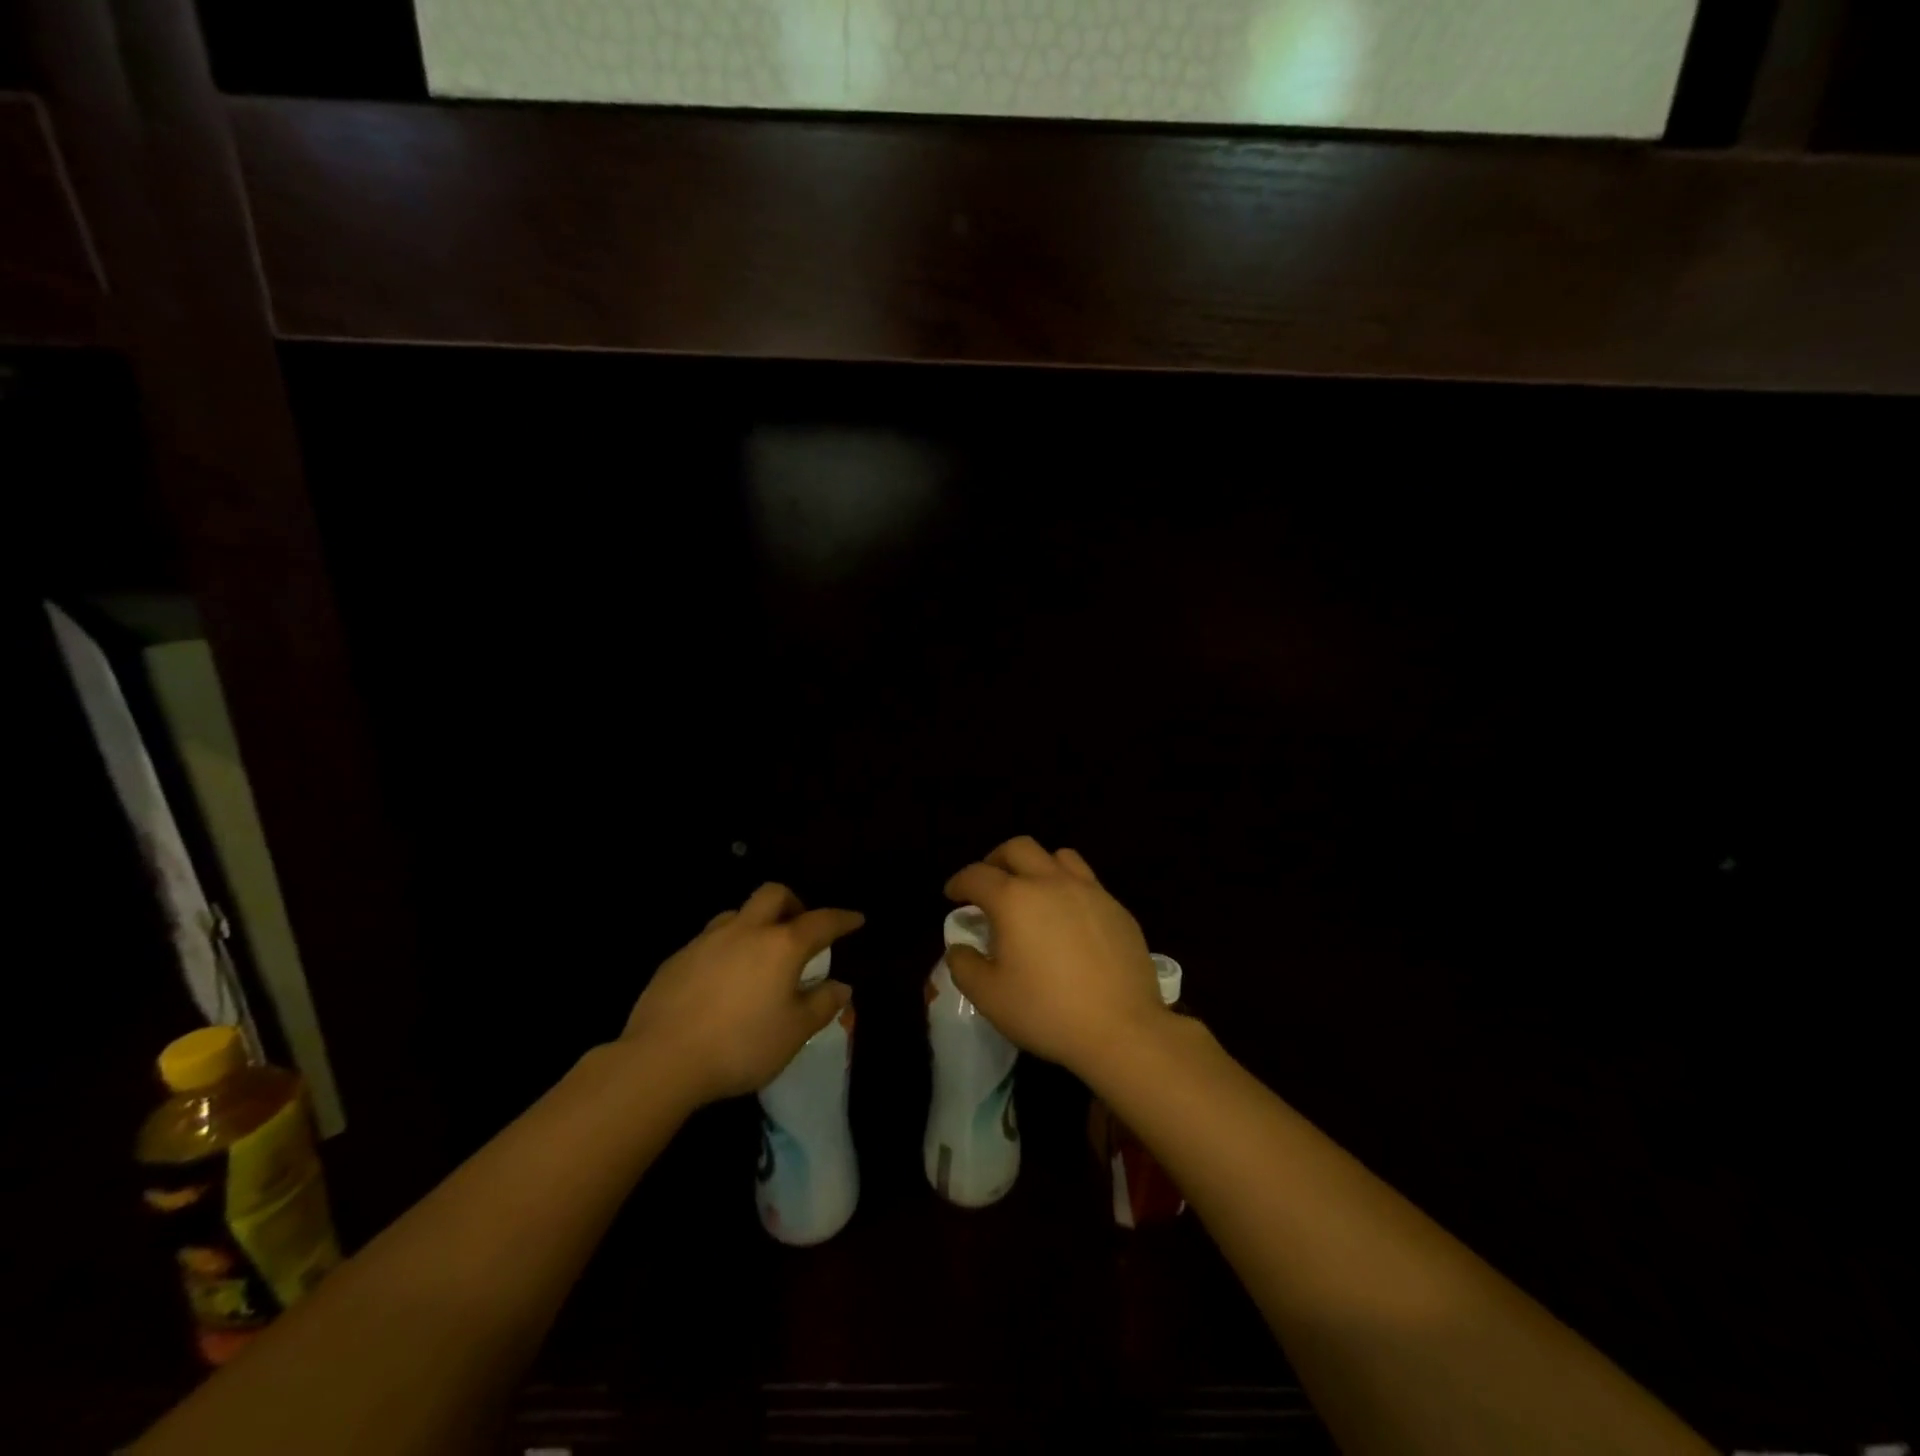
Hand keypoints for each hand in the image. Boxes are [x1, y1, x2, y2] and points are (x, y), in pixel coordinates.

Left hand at [621, 884, 862, 1106]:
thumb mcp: (794, 1033)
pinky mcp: (677, 958)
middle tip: (800, 927)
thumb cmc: (740, 1045)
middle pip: (774, 894)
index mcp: (781, 945)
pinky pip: (710, 940)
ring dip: (756, 923)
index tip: (856, 919)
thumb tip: (841, 987)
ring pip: (738, 913)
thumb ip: (822, 1005)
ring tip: (759, 953)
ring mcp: (707, 940)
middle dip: (793, 903)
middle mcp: (746, 931)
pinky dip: (726, 948)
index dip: (842, 919)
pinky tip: (722, 979)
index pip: (822, 921)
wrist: (660, 1059)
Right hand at [943, 836, 1166, 1077]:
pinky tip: (1069, 918)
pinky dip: (1068, 888)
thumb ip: (964, 966)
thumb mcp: (989, 997)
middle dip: (996, 860)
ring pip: (1058, 856)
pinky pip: (1087, 882)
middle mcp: (1050, 882)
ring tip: (1032, 891)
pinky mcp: (1116, 908)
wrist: (1122, 1028)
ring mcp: (1089, 891)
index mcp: (1014, 899)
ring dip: (1037, 866)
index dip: (959, 882)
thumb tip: (960, 947)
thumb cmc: (1047, 1011)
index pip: (977, 875)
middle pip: (1018, 848)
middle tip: (989, 883)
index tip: (952, 895)